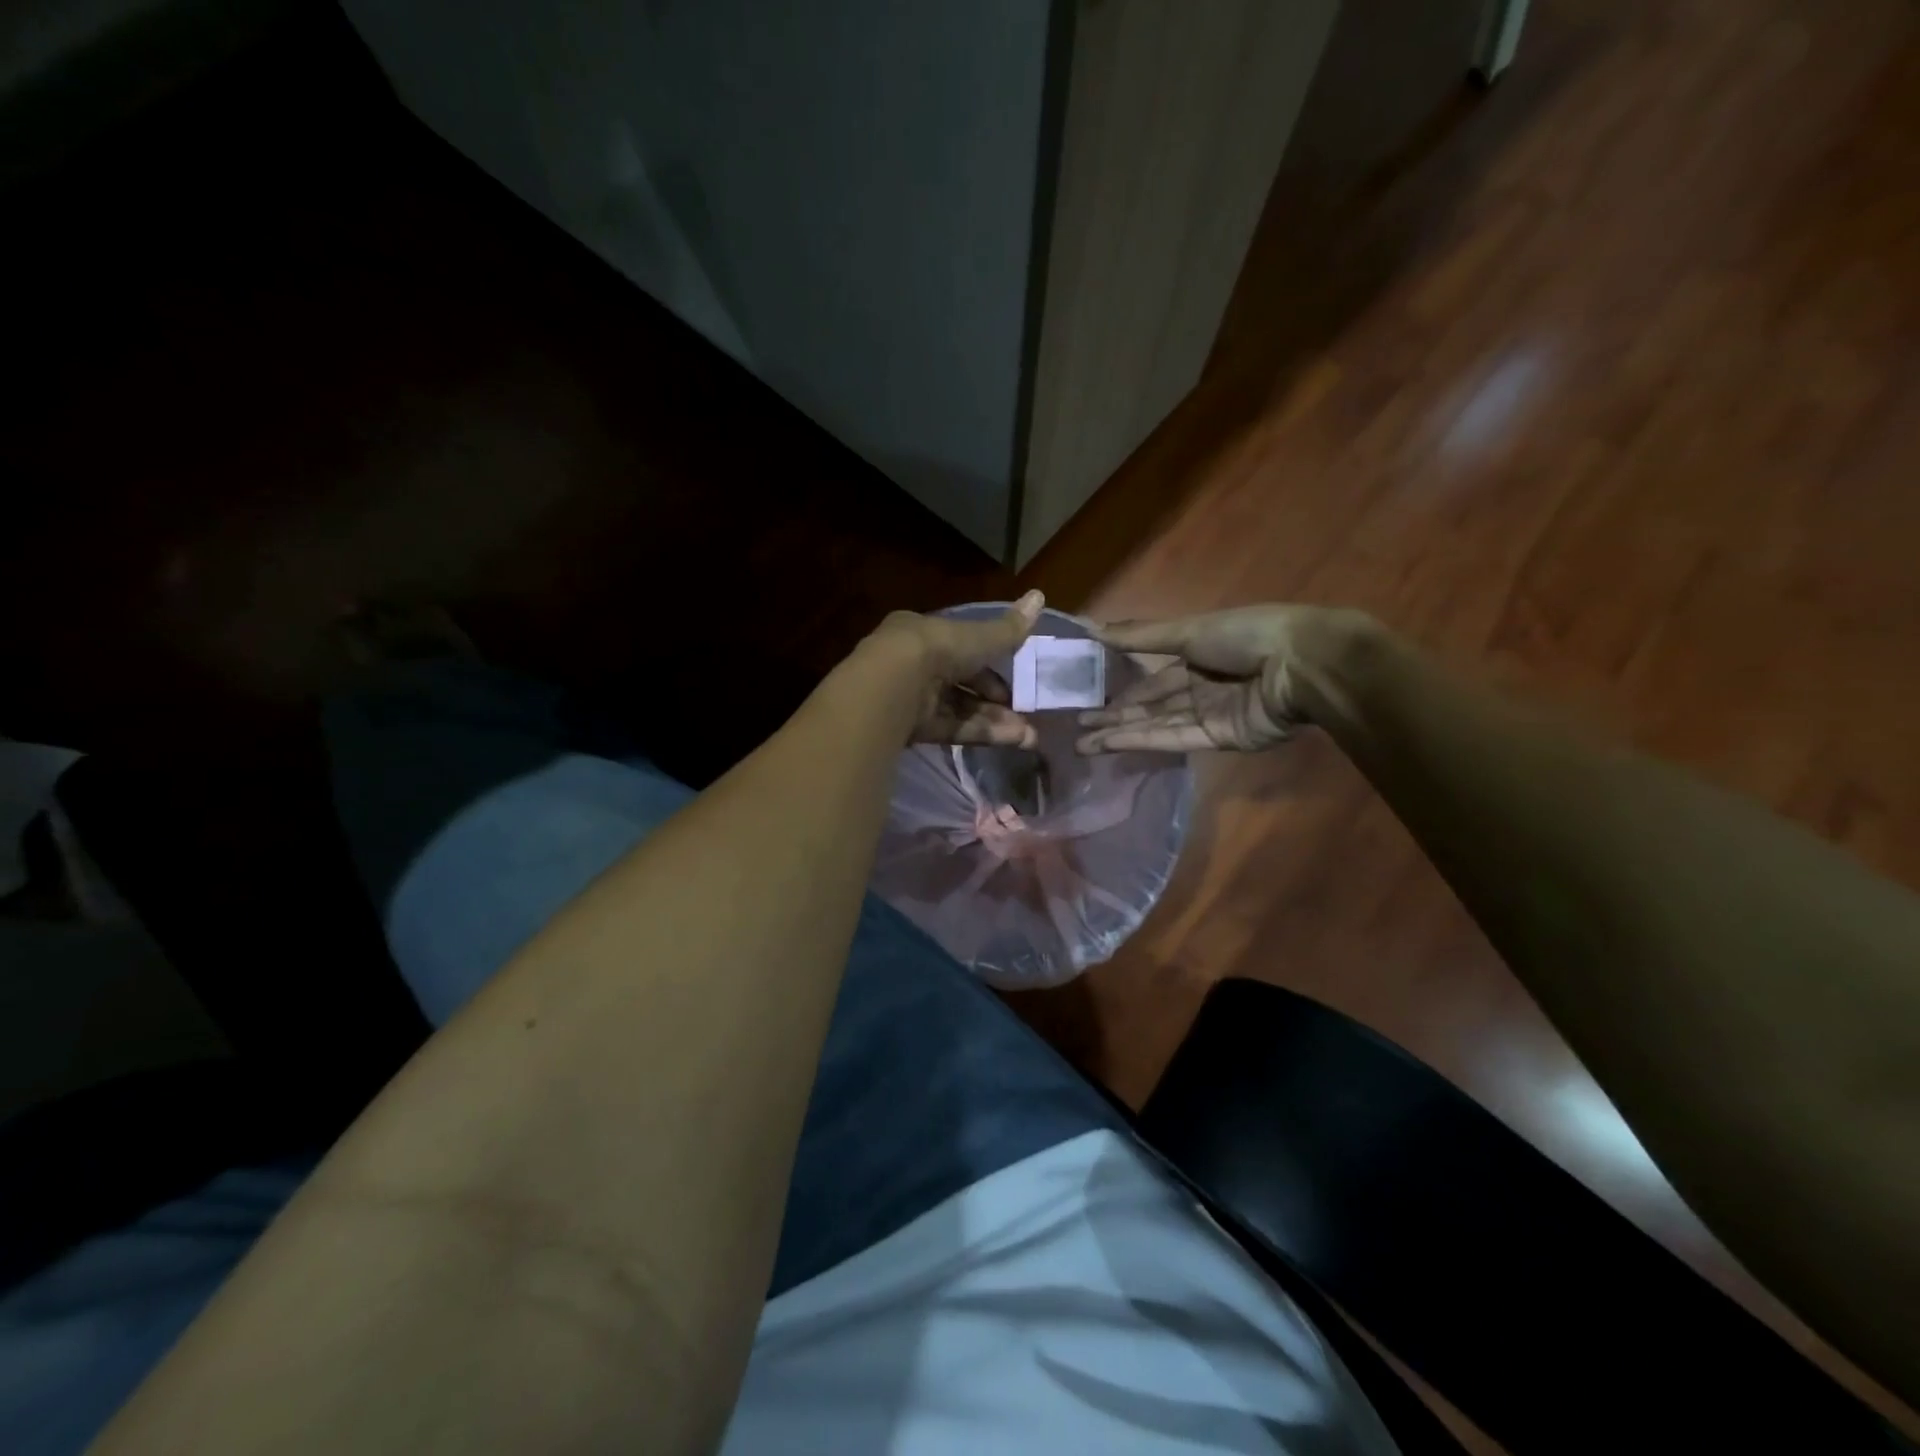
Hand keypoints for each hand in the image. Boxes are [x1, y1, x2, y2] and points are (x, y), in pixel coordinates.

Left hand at [868, 590, 1045, 747]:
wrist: (895, 684)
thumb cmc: (938, 649)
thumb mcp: (979, 637)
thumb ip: (1009, 628)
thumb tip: (1039, 595)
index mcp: (925, 634)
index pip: (962, 648)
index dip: (990, 663)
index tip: (1016, 678)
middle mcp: (916, 664)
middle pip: (962, 683)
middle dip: (996, 700)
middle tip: (1024, 712)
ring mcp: (913, 698)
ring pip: (960, 709)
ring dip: (994, 720)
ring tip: (1028, 736)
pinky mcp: (912, 728)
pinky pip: (952, 729)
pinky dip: (980, 733)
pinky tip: (1011, 740)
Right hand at [1075, 605, 1377, 752]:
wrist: (1301, 664)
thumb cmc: (1245, 635)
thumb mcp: (1187, 629)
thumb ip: (1140, 636)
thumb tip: (1091, 627)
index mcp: (1198, 656)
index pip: (1153, 678)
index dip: (1121, 689)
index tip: (1087, 699)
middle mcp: (1202, 687)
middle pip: (1151, 706)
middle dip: (1114, 717)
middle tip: (1076, 728)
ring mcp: (1211, 715)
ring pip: (1157, 725)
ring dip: (1120, 734)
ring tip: (1081, 744)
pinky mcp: (1221, 739)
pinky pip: (1175, 739)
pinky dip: (1143, 741)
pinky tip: (1111, 744)